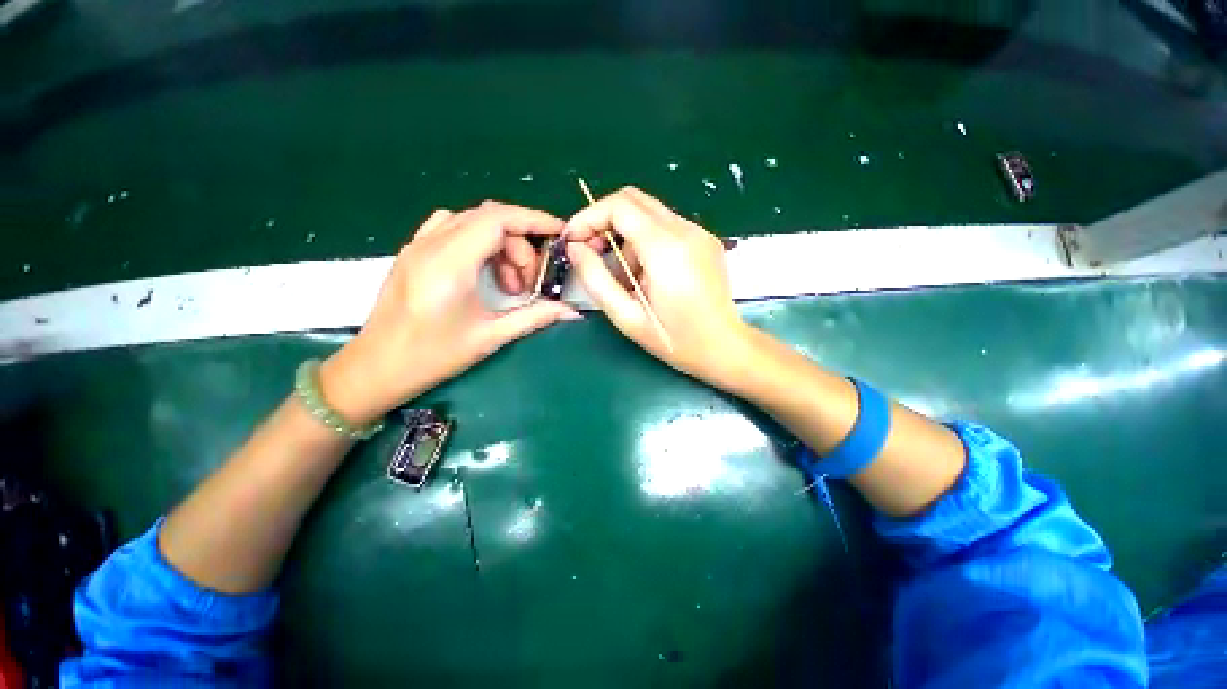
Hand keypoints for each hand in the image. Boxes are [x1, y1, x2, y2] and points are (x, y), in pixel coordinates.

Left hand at [319, 202, 579, 424]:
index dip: (534, 220)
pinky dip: (478, 239)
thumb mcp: (490, 337)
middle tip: (529, 282)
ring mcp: (418, 245)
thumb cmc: (433, 357)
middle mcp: (431, 245)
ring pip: (472, 221)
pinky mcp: (413, 251)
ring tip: (508, 283)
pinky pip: (452, 227)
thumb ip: (534, 317)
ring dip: (500, 243)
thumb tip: (571, 311)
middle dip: (520, 243)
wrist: (376, 368)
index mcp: (450, 264)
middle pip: (489, 218)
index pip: (498, 219)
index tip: (559, 232)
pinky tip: (484, 268)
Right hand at [564, 186, 751, 386]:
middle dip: (603, 220)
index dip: (588, 217)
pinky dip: (644, 242)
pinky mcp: (704, 240)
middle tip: (590, 252)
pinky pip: (664, 227)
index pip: (620, 206)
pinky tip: (645, 274)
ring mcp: (699, 233)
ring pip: (648, 213)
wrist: (726, 348)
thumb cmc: (676, 341)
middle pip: (633, 200)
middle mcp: (686, 231)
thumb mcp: (628, 317)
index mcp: (666, 249)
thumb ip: (596, 280)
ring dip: (625, 236)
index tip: (573, 240)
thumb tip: (575, 249)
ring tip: (623, 277)